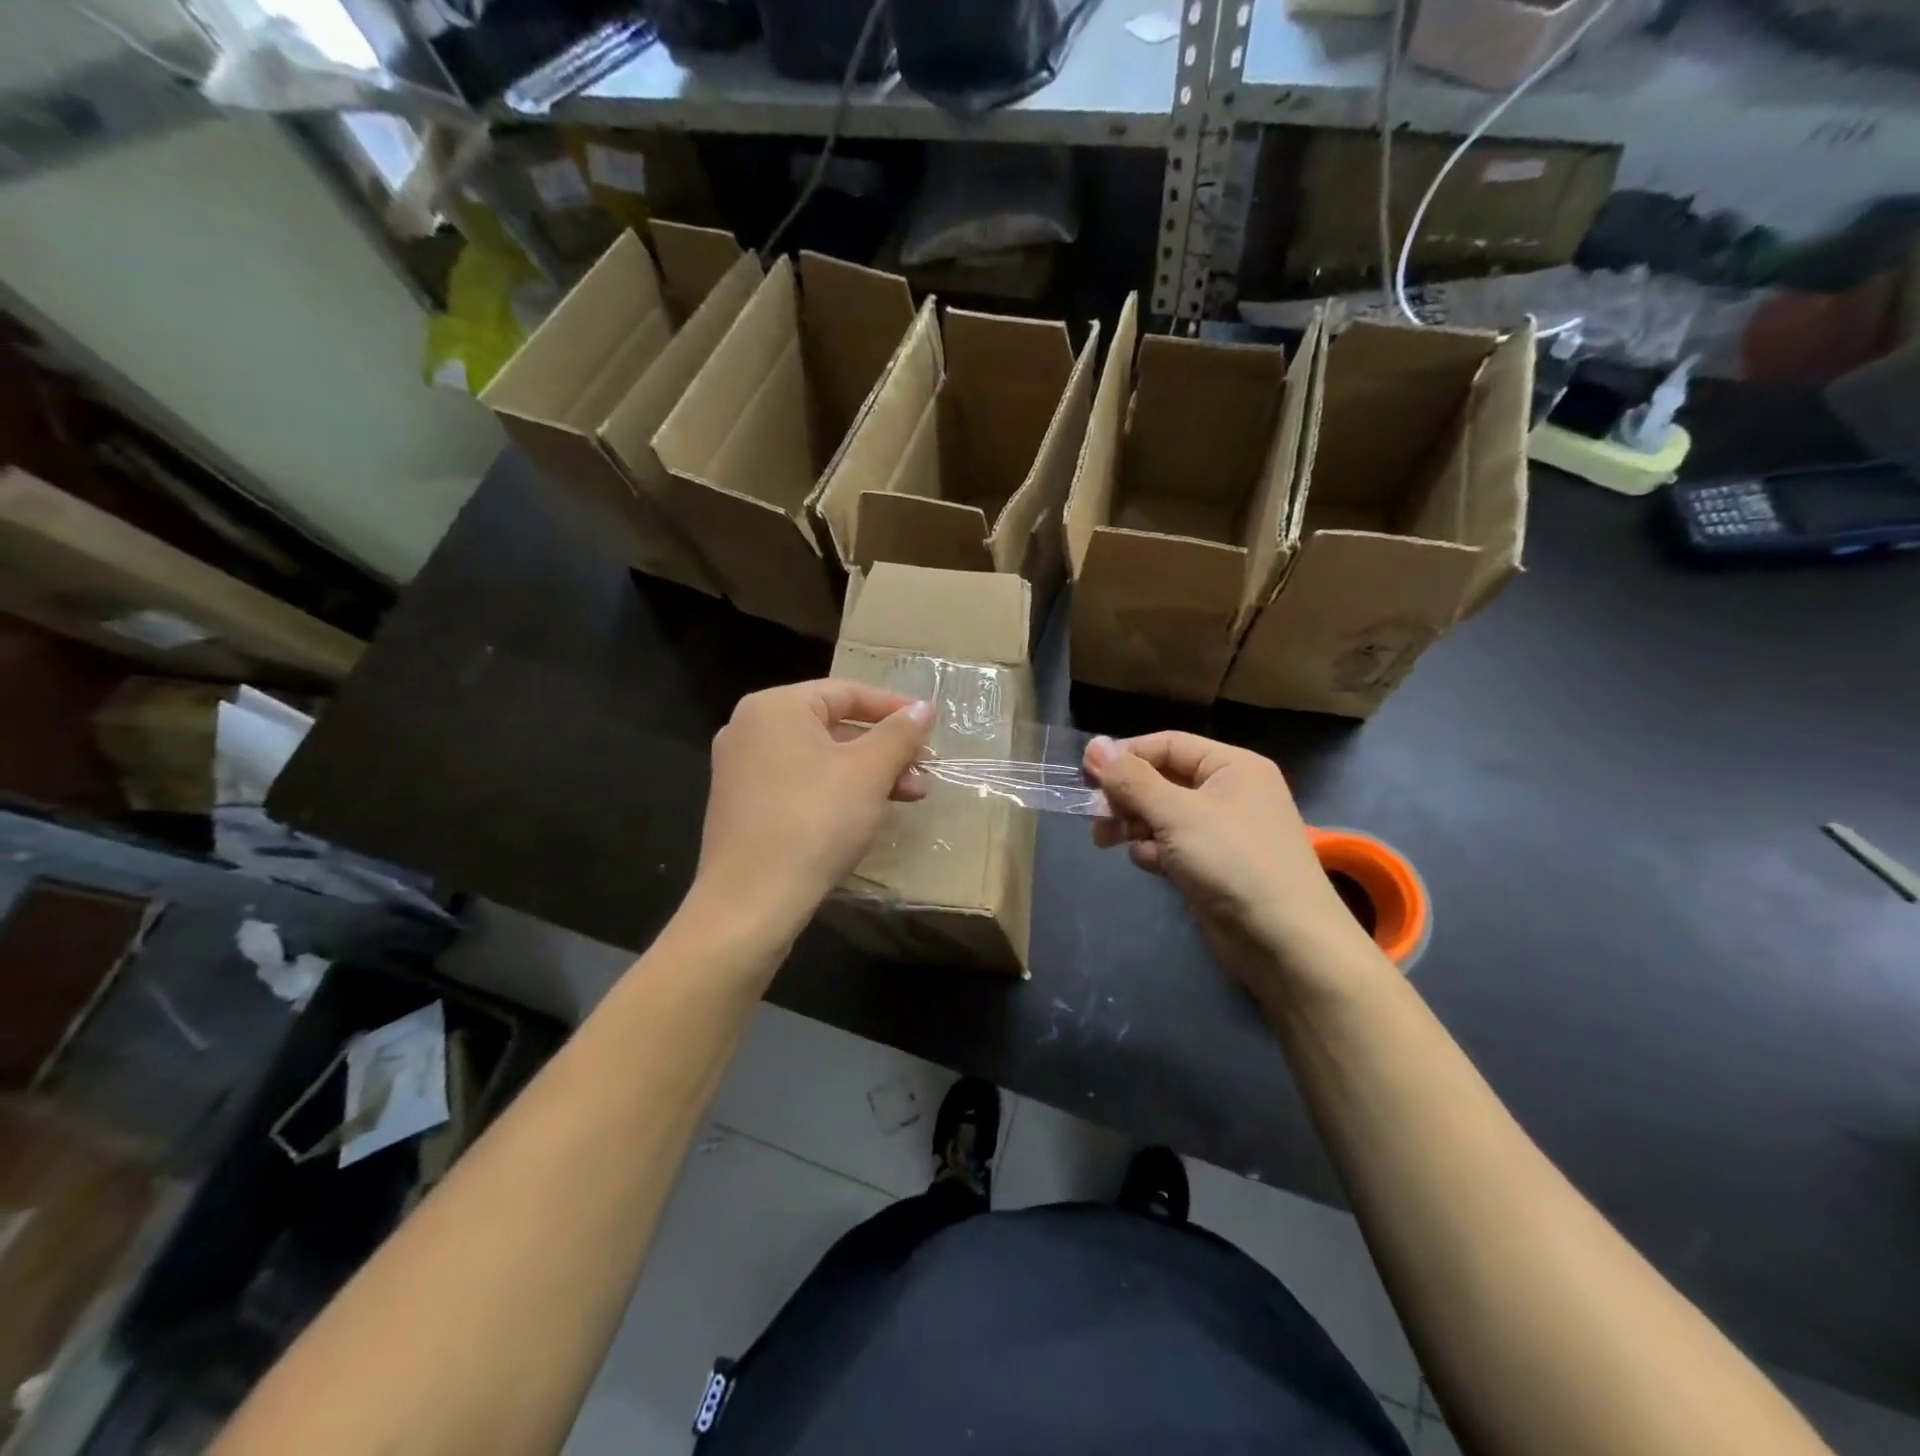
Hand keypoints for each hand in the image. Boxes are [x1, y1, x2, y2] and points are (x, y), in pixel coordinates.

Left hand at [692, 680, 932, 944]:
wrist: (751, 901)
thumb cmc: (815, 821)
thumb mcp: (868, 772)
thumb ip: (899, 734)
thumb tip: (924, 707)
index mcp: (775, 707)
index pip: (847, 692)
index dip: (895, 708)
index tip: (931, 725)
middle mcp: (751, 728)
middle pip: (833, 726)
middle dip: (885, 748)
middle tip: (924, 769)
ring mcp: (741, 769)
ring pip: (820, 759)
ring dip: (868, 774)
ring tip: (910, 797)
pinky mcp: (743, 806)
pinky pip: (800, 784)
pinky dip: (838, 791)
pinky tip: (869, 814)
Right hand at [1084, 732, 1374, 995]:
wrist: (1286, 942)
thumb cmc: (1233, 862)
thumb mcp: (1176, 813)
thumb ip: (1132, 779)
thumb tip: (1094, 745)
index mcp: (1232, 766)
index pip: (1167, 745)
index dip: (1125, 757)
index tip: (1085, 776)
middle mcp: (1229, 792)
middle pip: (1162, 780)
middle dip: (1126, 797)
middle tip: (1096, 817)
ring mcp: (1223, 831)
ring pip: (1163, 815)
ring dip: (1135, 826)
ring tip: (1110, 841)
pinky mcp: (1214, 865)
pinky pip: (1173, 845)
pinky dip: (1155, 852)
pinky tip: (1150, 865)